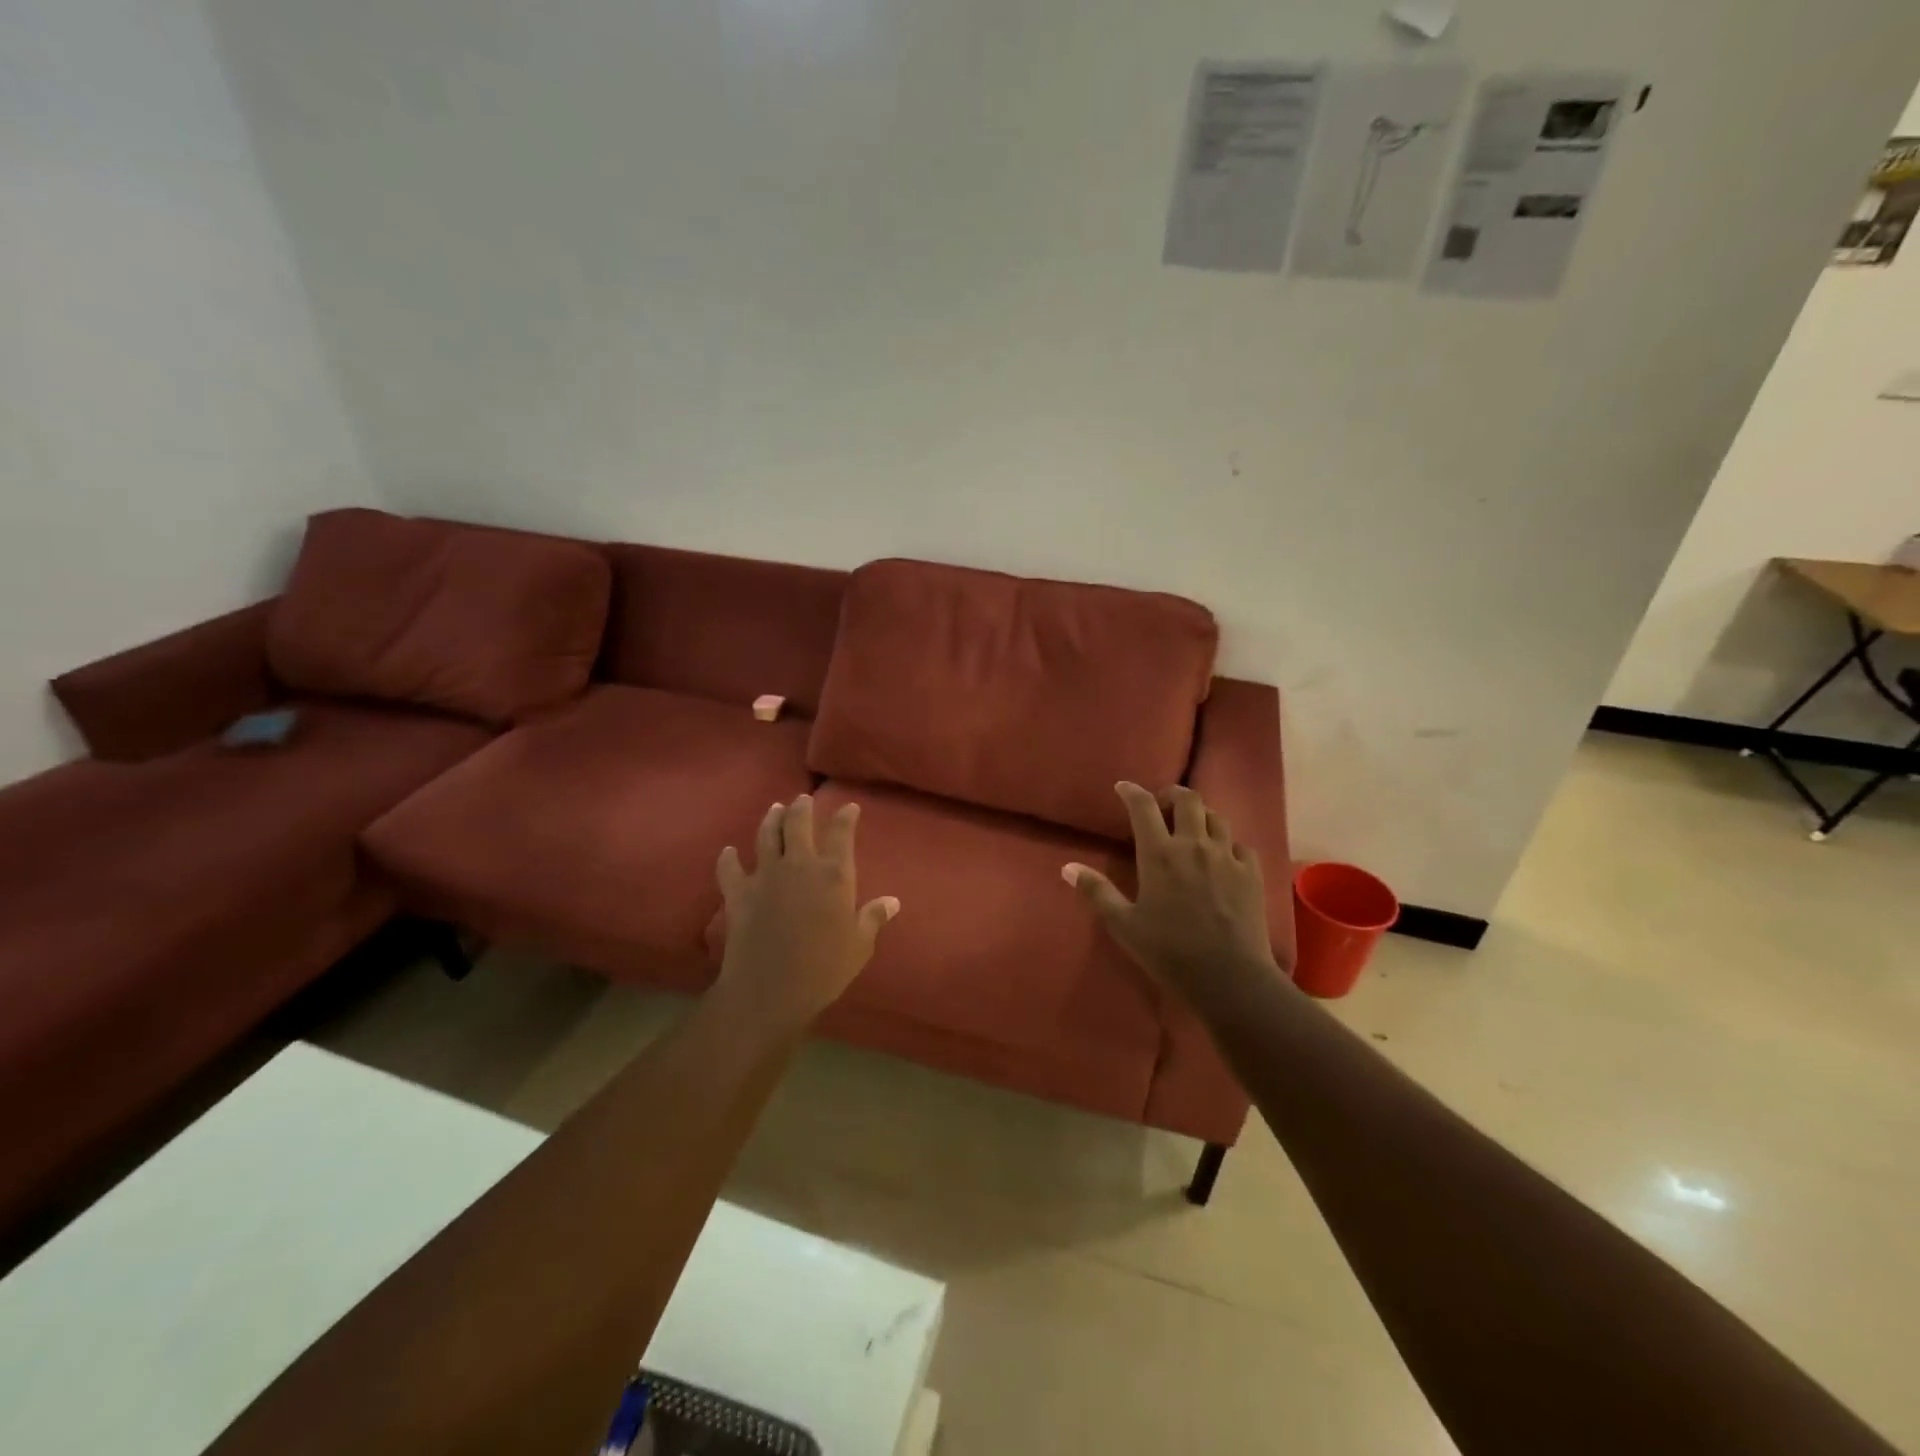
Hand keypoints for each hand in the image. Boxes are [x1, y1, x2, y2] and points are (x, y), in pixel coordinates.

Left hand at [716, 795, 898, 1028]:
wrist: (769, 990)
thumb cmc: (824, 969)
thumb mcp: (859, 945)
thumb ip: (873, 918)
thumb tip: (892, 901)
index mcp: (834, 874)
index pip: (842, 833)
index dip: (846, 817)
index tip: (849, 807)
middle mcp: (799, 865)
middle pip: (798, 824)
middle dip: (802, 808)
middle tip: (803, 800)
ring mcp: (765, 876)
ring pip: (766, 836)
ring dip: (771, 819)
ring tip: (774, 809)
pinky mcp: (738, 893)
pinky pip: (730, 868)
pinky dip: (728, 858)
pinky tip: (728, 851)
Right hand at [1064, 782, 1281, 1003]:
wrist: (1230, 977)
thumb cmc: (1169, 951)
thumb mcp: (1124, 925)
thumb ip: (1097, 892)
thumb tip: (1068, 867)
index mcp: (1159, 854)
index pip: (1142, 807)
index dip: (1131, 792)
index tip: (1123, 788)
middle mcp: (1194, 845)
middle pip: (1188, 799)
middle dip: (1172, 795)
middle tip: (1161, 807)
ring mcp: (1227, 857)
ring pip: (1216, 817)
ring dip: (1201, 816)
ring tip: (1191, 829)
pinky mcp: (1251, 873)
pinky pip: (1240, 845)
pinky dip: (1227, 844)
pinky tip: (1222, 858)